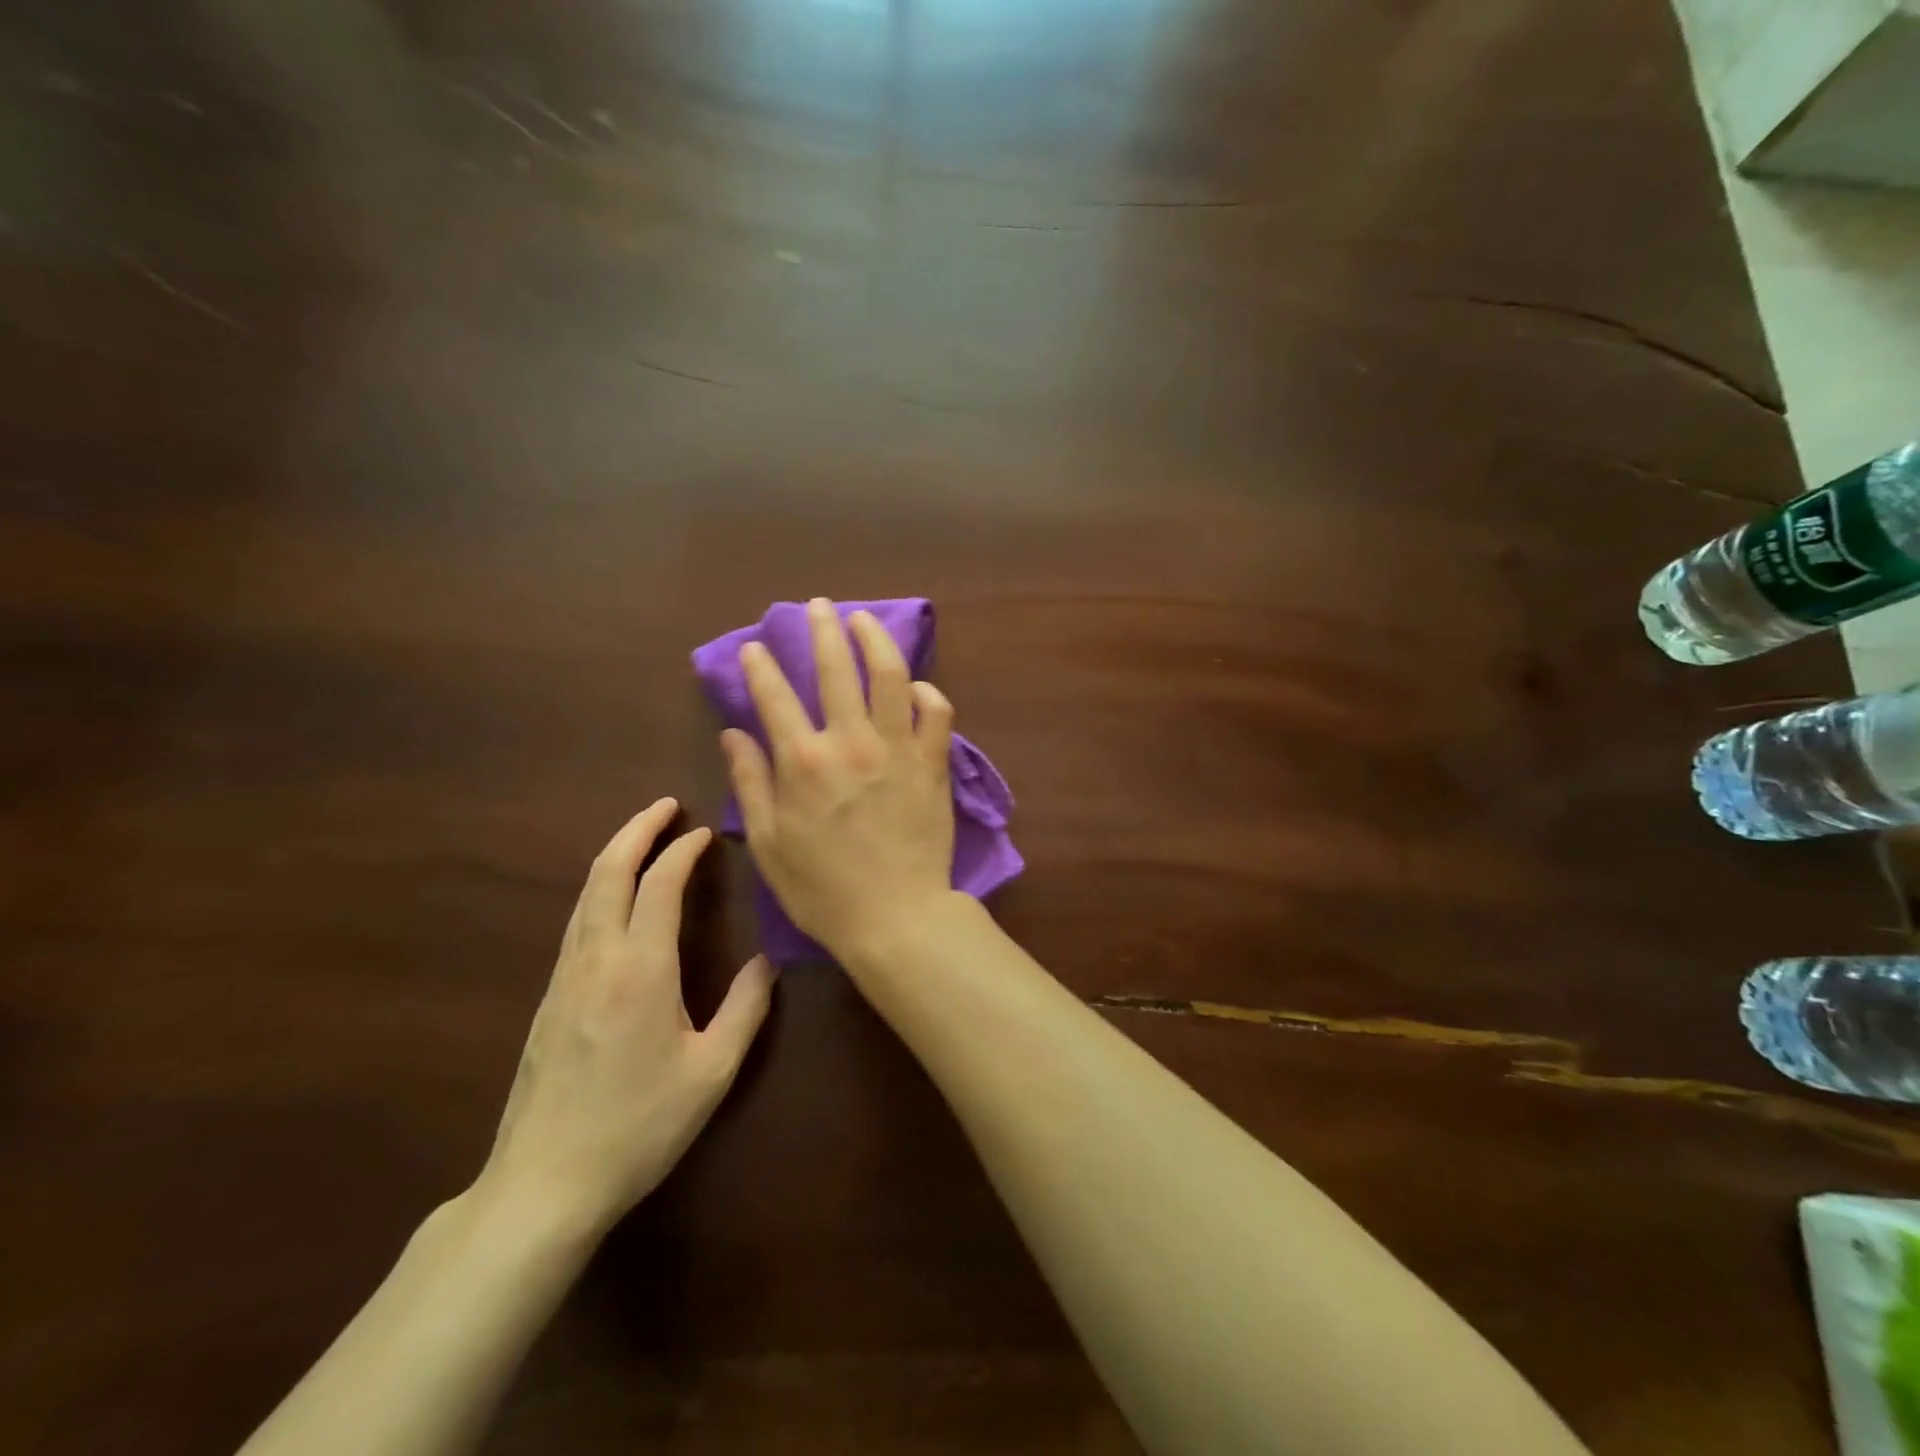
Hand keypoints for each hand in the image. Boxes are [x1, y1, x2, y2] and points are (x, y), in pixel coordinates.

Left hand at [480, 799, 775, 1234]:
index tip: (706, 832)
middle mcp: (596, 960)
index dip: (682, 850)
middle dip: (636, 830)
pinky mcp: (548, 999)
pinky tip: (617, 900)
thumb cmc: (638, 1127)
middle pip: (607, 873)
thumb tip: (767, 962)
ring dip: (615, 856)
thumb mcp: (711, 1073)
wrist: (542, 1185)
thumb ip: (745, 1010)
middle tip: (666, 806)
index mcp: (640, 970)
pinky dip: (600, 889)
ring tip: (644, 838)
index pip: (659, 886)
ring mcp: (563, 978)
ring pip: (586, 895)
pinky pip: (576, 922)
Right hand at [721, 597, 956, 959]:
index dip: (761, 666)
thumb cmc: (822, 889)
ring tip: (864, 620)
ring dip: (875, 640)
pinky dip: (928, 694)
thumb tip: (733, 733)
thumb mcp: (769, 843)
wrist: (894, 918)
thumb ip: (750, 782)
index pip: (774, 696)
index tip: (756, 647)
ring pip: (890, 675)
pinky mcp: (933, 764)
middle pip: (835, 668)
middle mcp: (850, 742)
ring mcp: (897, 749)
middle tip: (818, 607)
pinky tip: (916, 687)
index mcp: (803, 762)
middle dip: (823, 629)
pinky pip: (938, 713)